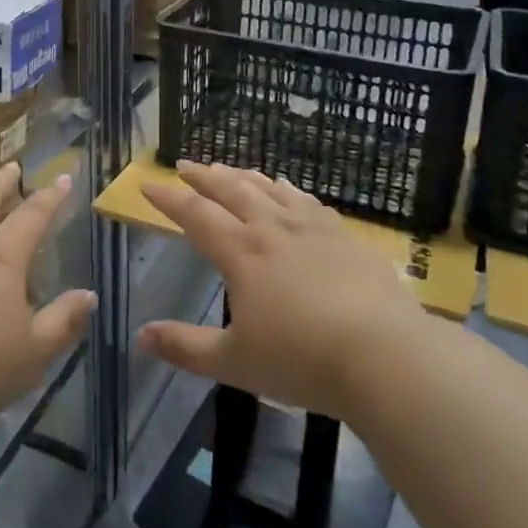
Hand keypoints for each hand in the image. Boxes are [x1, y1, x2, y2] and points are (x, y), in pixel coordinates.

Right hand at [135, 163, 427, 422]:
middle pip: (231, 191)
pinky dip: (287, 189)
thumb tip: (141, 336)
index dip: (169, 199)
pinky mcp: (345, 237)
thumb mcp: (235, 363)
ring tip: (228, 169)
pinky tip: (286, 188)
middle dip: (203, 176)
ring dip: (242, 176)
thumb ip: (186, 347)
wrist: (386, 356)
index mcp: (242, 253)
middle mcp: (272, 229)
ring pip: (269, 189)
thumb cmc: (303, 361)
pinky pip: (307, 201)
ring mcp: (312, 229)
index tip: (149, 186)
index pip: (196, 215)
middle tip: (185, 165)